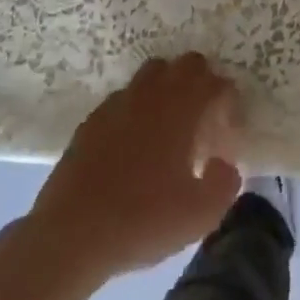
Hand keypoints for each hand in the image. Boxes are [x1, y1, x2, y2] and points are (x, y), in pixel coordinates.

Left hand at [19, 54, 242, 289]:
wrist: (70, 235)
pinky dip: (138, 109)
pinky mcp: (92, 119)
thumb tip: (224, 164)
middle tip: (204, 122)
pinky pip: (125, 98)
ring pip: (153, 73)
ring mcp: (119, 103)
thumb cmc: (142, 220)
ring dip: (169, 89)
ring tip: (170, 127)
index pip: (217, 83)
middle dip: (202, 84)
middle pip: (187, 64)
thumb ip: (225, 183)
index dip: (229, 104)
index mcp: (182, 108)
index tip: (227, 134)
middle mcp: (152, 93)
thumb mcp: (200, 215)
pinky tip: (134, 144)